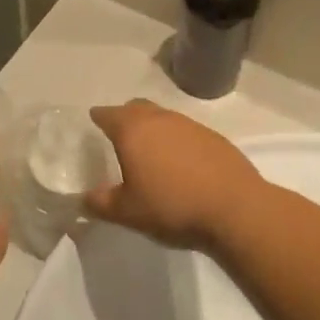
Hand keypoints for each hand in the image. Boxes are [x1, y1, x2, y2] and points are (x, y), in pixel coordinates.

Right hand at [84, 100, 261, 250]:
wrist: (236, 210)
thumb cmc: (172, 207)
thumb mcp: (127, 212)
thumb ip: (100, 203)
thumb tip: (82, 199)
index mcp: (133, 130)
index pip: (108, 114)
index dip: (99, 117)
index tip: (94, 120)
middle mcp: (160, 119)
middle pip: (137, 108)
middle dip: (125, 116)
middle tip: (119, 133)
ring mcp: (191, 126)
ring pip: (164, 117)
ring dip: (153, 128)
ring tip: (151, 151)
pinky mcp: (215, 138)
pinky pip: (187, 132)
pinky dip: (177, 141)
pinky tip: (182, 163)